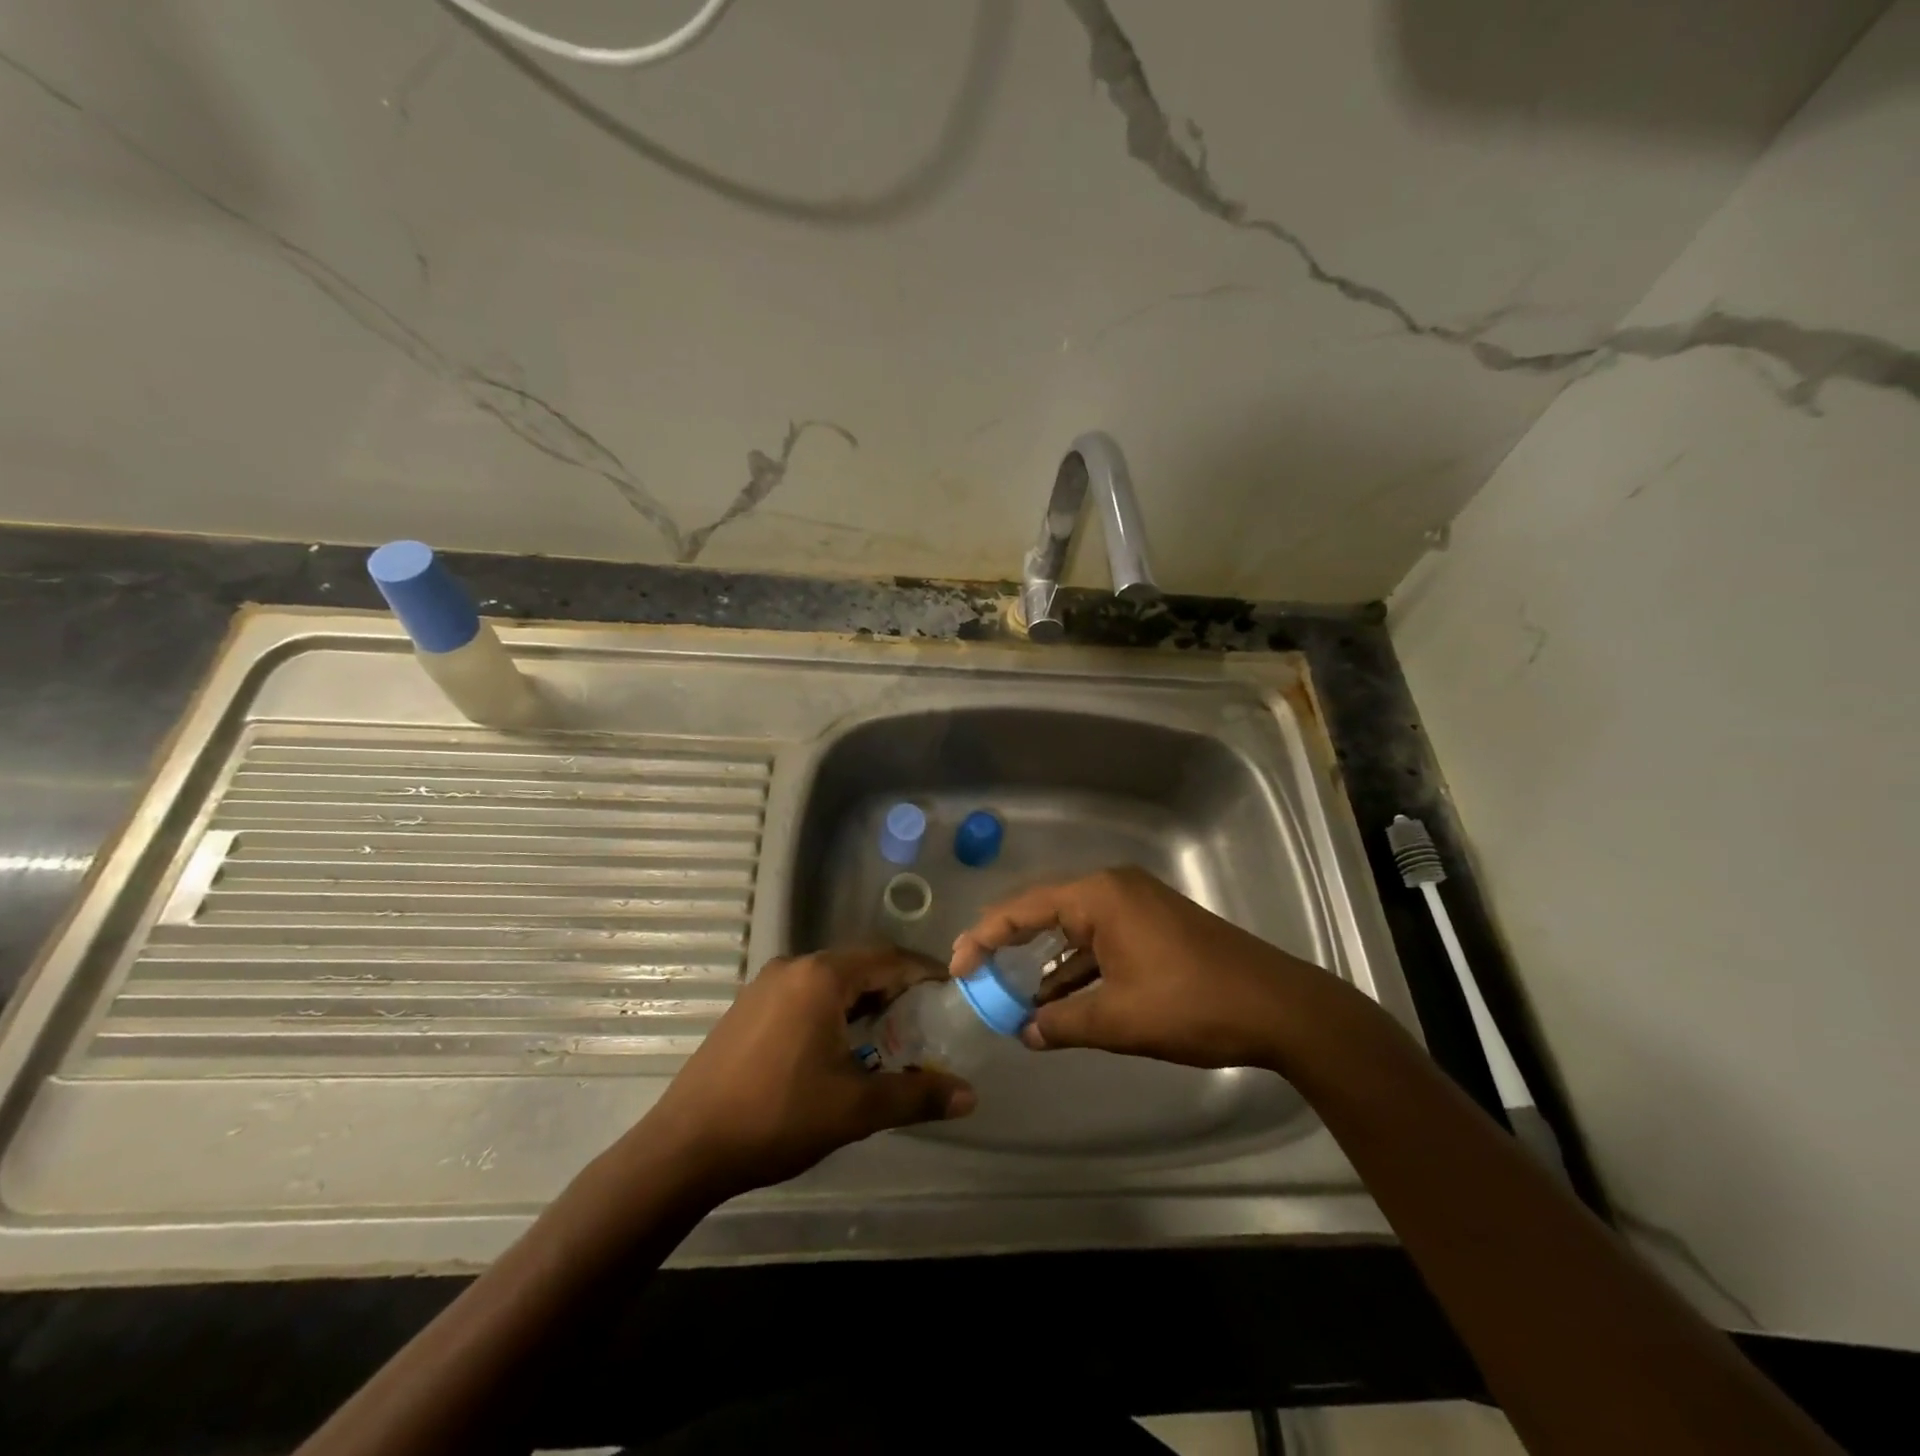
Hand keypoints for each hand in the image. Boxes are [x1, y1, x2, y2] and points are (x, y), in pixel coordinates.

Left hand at [630, 946, 976, 1201]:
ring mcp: (766, 984)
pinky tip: (838, 1047)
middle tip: (925, 1020)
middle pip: (861, 964)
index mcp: (822, 976)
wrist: (685, 1148)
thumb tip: (969, 1095)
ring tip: (887, 1037)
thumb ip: (916, 1095)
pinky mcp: (748, 1006)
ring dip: (863, 1001)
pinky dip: (833, 1009)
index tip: (953, 991)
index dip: (925, 972)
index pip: (890, 958)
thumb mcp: (855, 1109)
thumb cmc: (777, 1117)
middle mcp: (795, 966)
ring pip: (831, 979)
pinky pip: (805, 993)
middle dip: (896, 989)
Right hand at [950, 866, 1345, 1069]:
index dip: (983, 937)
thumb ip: (1061, 1024)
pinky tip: (1064, 999)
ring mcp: (1137, 904)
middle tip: (976, 973)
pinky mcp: (1155, 924)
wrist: (1278, 1007)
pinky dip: (1080, 966)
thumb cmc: (1190, 1004)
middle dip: (1010, 945)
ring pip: (1075, 928)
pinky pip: (1101, 939)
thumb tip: (1024, 1032)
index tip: (957, 968)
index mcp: (1099, 896)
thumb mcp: (1117, 1019)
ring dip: (1048, 964)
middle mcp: (1114, 888)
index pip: (1023, 909)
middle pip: (1045, 911)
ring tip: (1017, 1000)